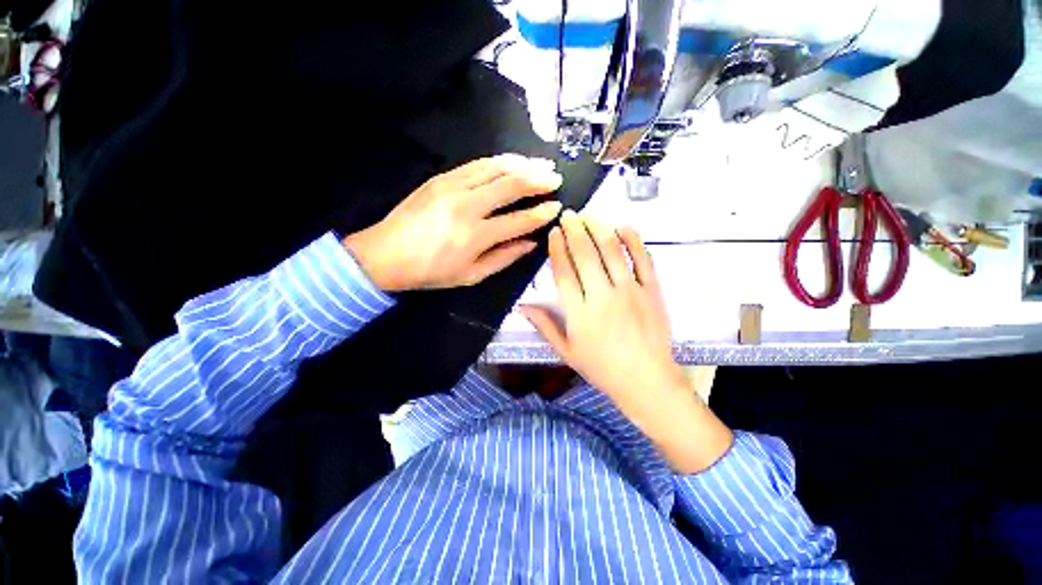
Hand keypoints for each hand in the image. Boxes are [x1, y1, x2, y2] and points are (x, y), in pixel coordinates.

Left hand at [344, 154, 563, 290]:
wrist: (385, 254)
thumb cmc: (431, 271)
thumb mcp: (471, 276)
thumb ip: (504, 258)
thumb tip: (531, 243)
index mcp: (475, 235)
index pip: (518, 220)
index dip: (540, 214)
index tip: (556, 207)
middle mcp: (467, 206)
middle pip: (510, 185)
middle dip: (537, 180)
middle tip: (555, 178)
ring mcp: (452, 186)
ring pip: (495, 168)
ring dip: (522, 164)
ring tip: (540, 165)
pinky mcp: (441, 177)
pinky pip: (477, 164)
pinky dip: (499, 161)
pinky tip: (512, 162)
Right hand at [520, 211, 731, 473]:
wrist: (646, 381)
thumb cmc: (602, 368)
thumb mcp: (567, 352)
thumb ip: (545, 326)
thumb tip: (522, 307)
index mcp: (579, 312)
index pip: (564, 271)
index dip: (557, 248)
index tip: (553, 232)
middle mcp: (602, 295)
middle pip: (585, 254)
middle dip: (574, 230)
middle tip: (568, 214)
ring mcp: (630, 290)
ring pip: (611, 251)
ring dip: (598, 228)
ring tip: (589, 214)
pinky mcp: (652, 291)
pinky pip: (643, 260)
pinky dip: (633, 240)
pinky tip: (623, 226)